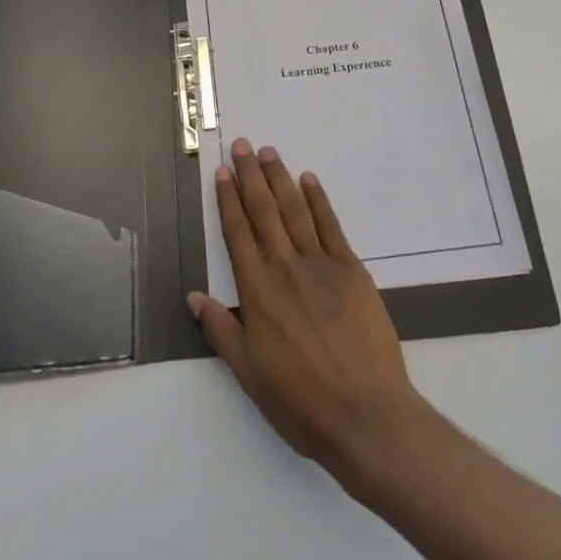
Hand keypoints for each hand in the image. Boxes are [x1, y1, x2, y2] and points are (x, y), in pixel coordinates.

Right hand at [189, 139, 427, 481]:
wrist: (366, 413)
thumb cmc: (301, 401)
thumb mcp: (249, 374)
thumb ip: (221, 331)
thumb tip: (194, 296)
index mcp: (257, 291)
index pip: (237, 233)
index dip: (228, 201)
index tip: (223, 173)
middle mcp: (285, 267)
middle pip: (264, 211)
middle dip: (250, 176)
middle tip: (242, 145)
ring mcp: (321, 264)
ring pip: (295, 210)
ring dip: (280, 178)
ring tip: (268, 152)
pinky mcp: (352, 269)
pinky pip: (330, 225)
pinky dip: (318, 200)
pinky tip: (309, 180)